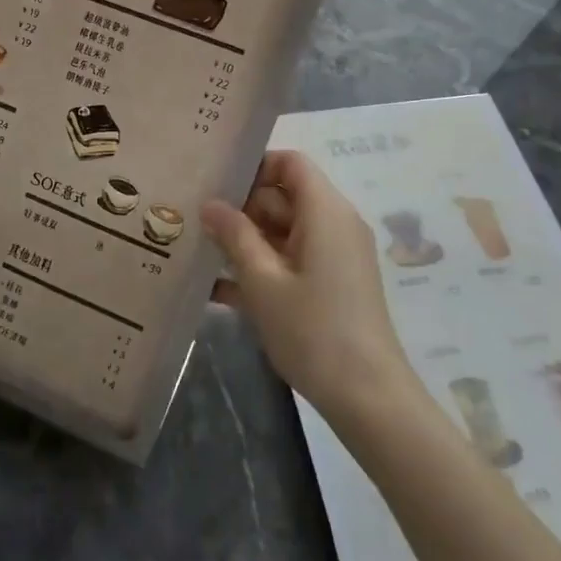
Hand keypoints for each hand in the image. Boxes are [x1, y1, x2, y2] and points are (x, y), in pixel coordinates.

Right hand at [203, 151, 413, 421]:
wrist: (367, 397)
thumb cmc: (313, 330)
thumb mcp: (263, 281)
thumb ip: (235, 235)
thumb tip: (211, 204)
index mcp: (325, 212)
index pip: (290, 163)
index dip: (254, 166)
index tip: (215, 186)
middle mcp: (333, 225)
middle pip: (283, 197)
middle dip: (240, 208)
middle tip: (193, 221)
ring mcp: (333, 257)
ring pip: (282, 231)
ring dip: (244, 241)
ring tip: (196, 250)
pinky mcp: (330, 285)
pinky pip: (290, 260)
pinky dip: (260, 267)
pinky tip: (217, 288)